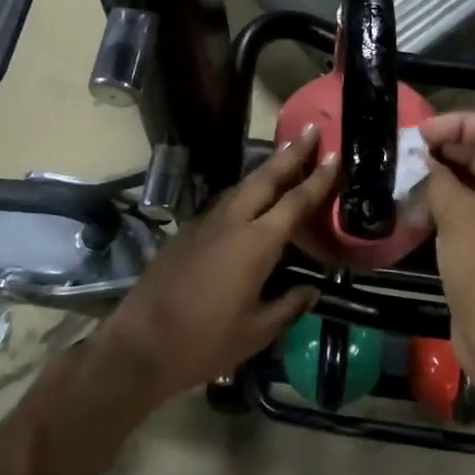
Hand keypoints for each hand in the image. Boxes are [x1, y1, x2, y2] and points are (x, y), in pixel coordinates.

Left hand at [97, 126, 336, 403]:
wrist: (140, 344)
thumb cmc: (204, 341)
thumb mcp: (256, 332)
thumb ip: (288, 306)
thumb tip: (310, 290)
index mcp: (255, 244)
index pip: (295, 202)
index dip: (317, 179)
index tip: (334, 155)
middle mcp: (231, 222)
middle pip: (265, 178)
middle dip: (290, 153)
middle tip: (310, 130)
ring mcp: (204, 224)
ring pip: (241, 186)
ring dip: (265, 169)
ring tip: (285, 157)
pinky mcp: (186, 232)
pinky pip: (224, 202)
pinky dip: (244, 191)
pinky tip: (250, 199)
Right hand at [419, 113, 474, 384]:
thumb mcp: (457, 214)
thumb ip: (435, 176)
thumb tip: (417, 156)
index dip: (459, 124)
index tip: (421, 134)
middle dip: (445, 150)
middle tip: (405, 154)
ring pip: (473, 181)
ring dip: (440, 178)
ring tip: (404, 180)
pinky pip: (469, 208)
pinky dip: (443, 203)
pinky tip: (412, 209)